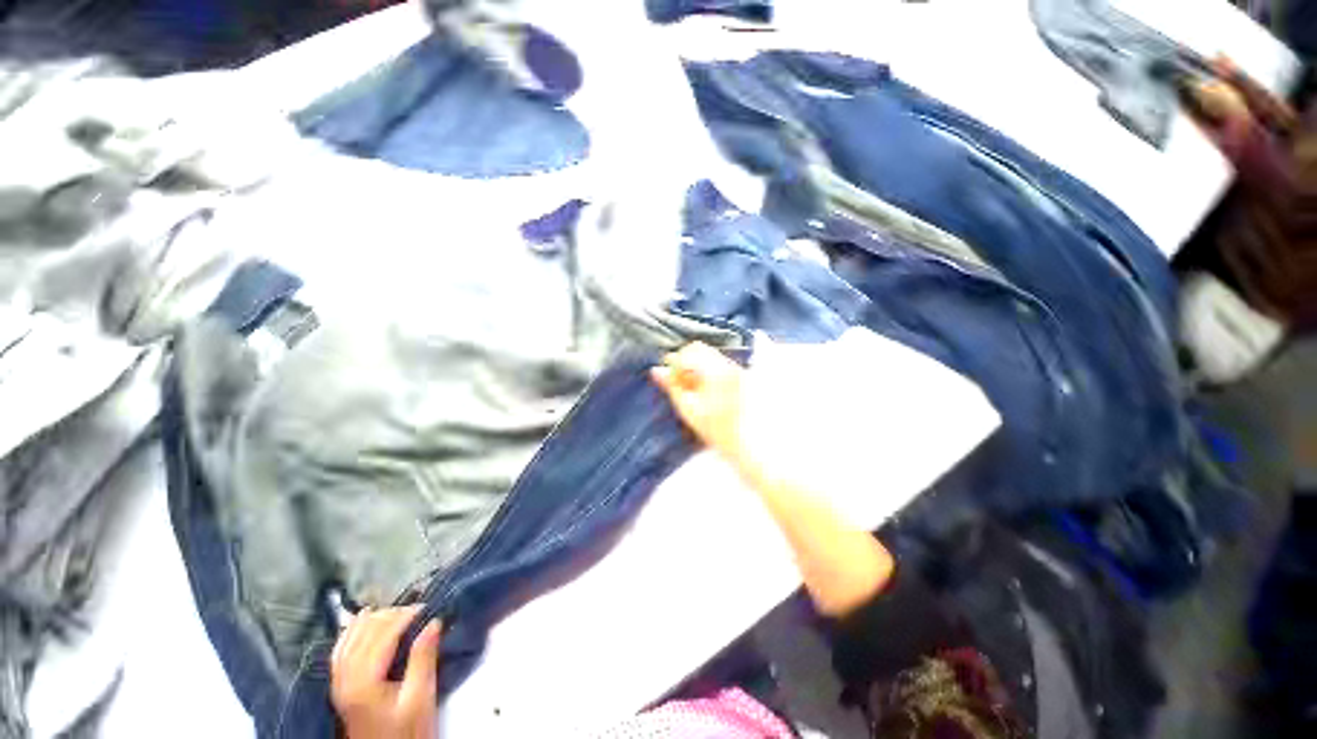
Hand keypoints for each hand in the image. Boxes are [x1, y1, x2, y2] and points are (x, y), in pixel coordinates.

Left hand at [331, 606, 440, 738]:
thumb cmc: (407, 731)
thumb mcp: (421, 697)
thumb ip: (424, 658)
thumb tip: (434, 621)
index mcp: (364, 681)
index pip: (382, 635)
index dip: (405, 615)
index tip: (428, 607)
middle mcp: (344, 677)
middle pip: (364, 632)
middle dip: (391, 615)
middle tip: (418, 611)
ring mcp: (338, 682)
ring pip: (350, 637)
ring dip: (373, 619)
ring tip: (397, 612)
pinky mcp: (339, 685)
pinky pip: (340, 649)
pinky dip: (352, 630)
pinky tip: (362, 621)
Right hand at [650, 342, 746, 463]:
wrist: (749, 444)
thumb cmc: (717, 430)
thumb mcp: (689, 410)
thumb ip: (672, 387)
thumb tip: (656, 371)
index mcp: (716, 371)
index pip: (690, 351)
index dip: (676, 362)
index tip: (670, 378)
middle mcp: (729, 365)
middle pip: (701, 350)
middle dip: (686, 362)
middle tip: (678, 381)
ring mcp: (738, 370)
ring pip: (710, 357)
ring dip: (696, 367)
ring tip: (692, 389)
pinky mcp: (743, 376)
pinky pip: (720, 365)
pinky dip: (708, 373)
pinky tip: (706, 391)